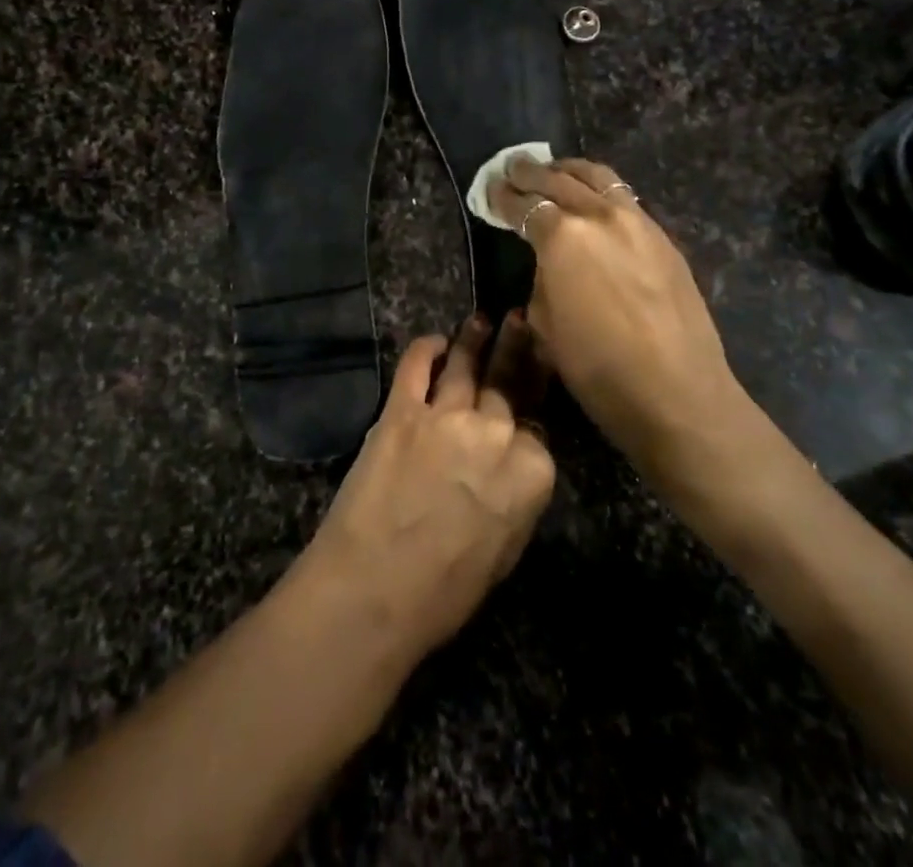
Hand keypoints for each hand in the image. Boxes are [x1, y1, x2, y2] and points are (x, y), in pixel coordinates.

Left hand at [298, 315, 555, 656]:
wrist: (374, 590)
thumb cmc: (445, 592)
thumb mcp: (506, 550)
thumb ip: (517, 496)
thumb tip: (516, 465)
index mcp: (532, 472)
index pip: (538, 428)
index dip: (529, 420)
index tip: (525, 407)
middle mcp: (495, 432)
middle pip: (509, 384)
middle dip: (518, 350)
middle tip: (521, 321)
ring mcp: (447, 414)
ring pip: (468, 364)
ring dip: (476, 338)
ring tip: (483, 320)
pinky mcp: (402, 408)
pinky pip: (417, 365)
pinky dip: (427, 348)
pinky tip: (434, 341)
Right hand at [487, 158, 794, 512]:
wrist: (678, 394)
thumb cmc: (599, 370)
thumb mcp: (545, 325)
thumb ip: (542, 279)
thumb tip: (549, 263)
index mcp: (563, 237)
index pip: (525, 205)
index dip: (503, 197)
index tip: (491, 190)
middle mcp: (600, 216)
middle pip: (559, 180)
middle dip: (531, 172)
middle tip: (513, 168)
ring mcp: (638, 222)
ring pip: (598, 177)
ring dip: (570, 170)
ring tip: (554, 169)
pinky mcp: (663, 237)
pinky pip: (624, 198)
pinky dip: (600, 190)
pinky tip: (593, 201)